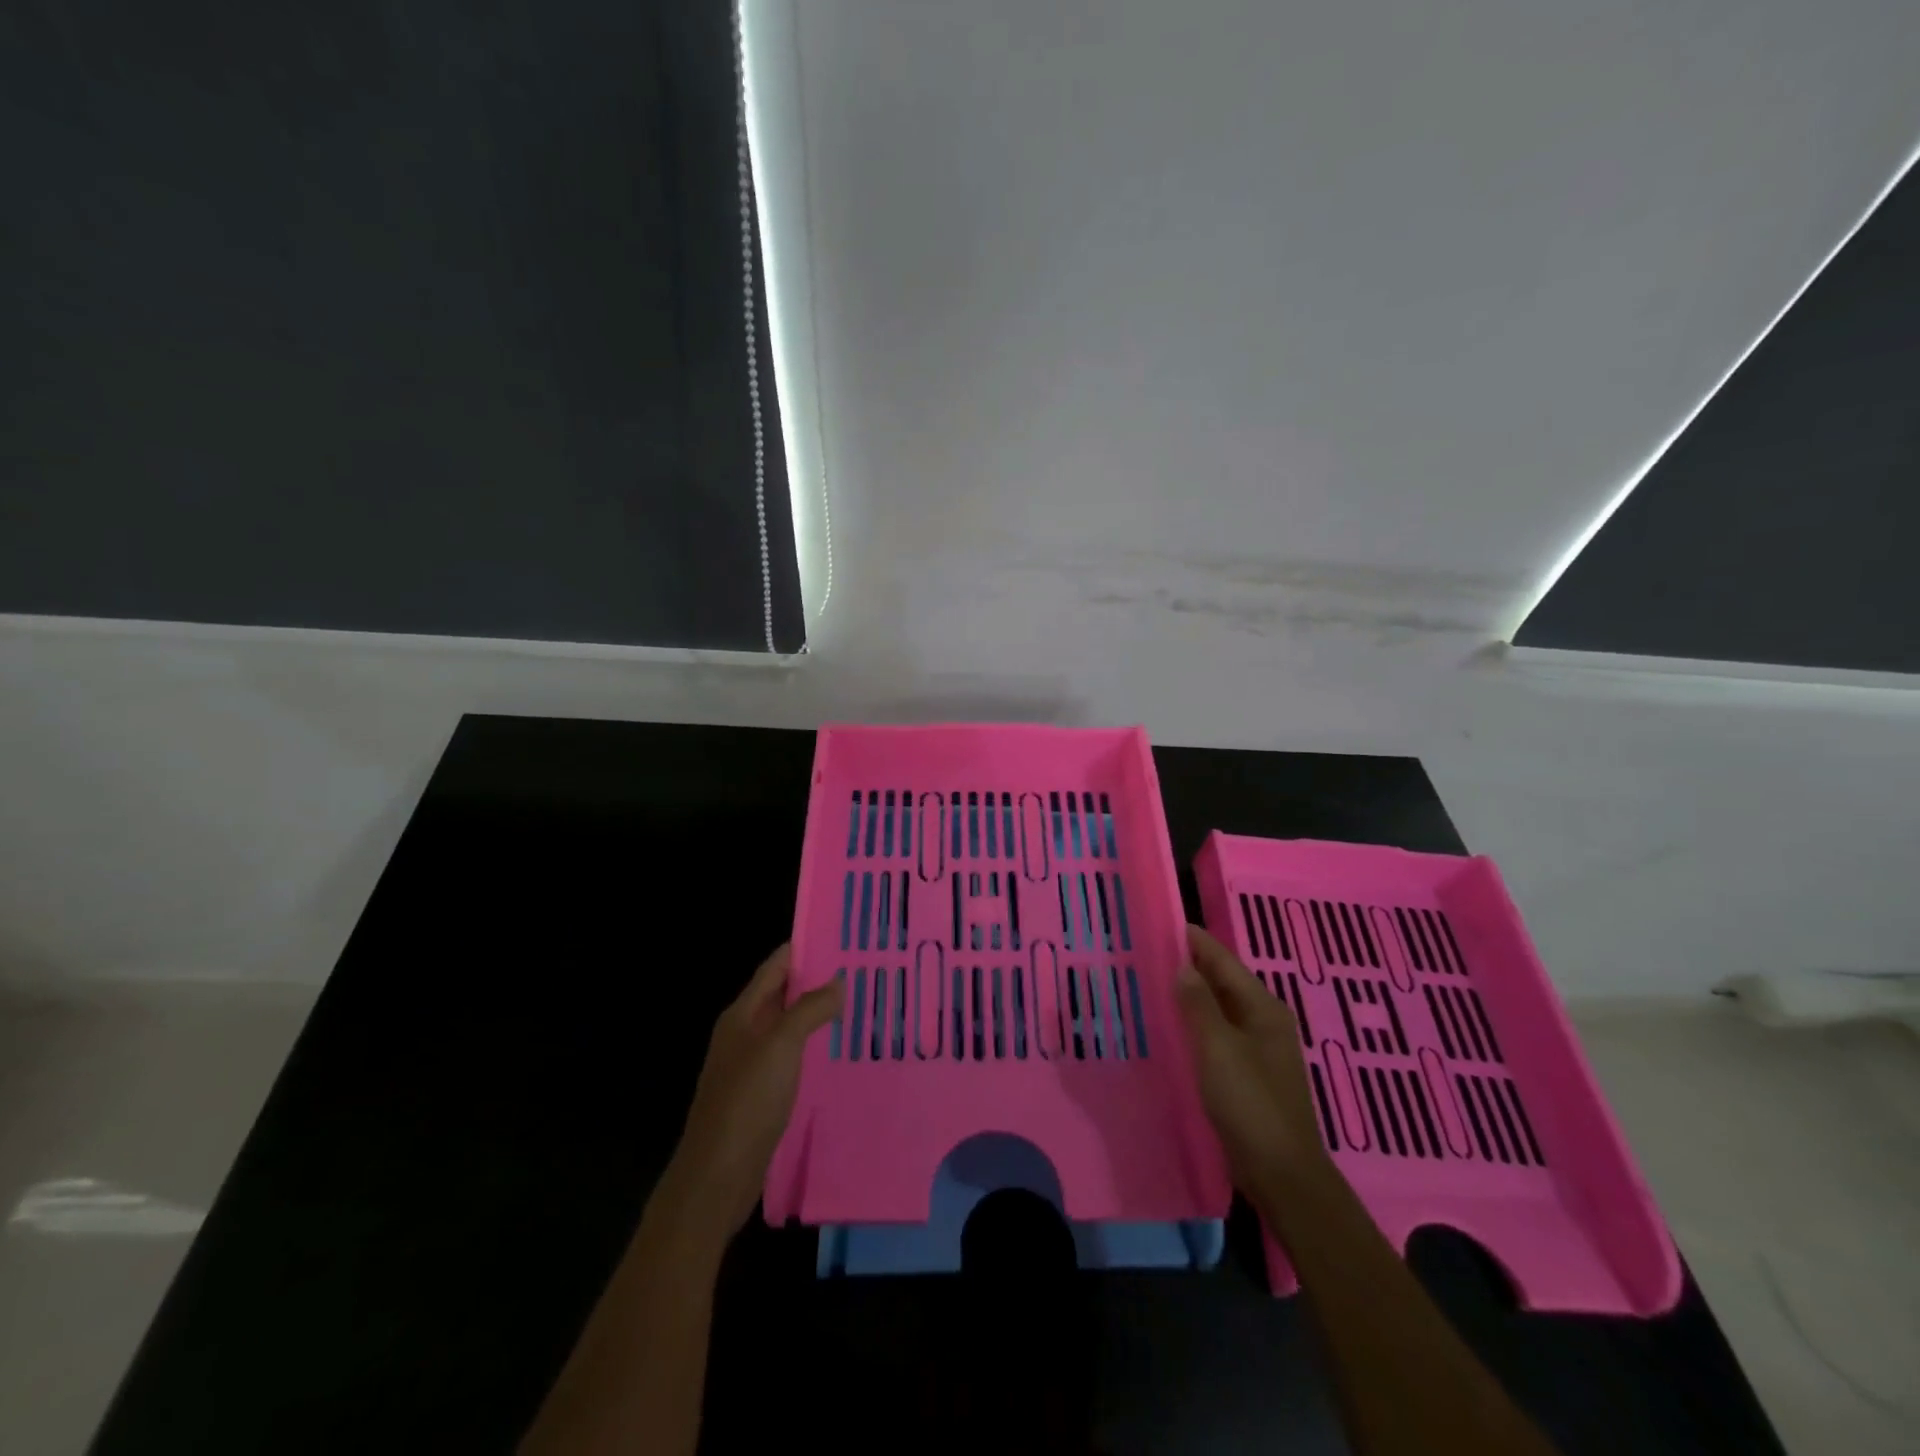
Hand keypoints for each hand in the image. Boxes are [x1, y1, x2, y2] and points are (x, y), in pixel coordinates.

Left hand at [661, 944, 842, 1234]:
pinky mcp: (760, 1096)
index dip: (802, 949)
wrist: (717, 1176)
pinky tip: (838, 1052)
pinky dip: (813, 1048)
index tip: (839, 935)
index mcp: (742, 1015)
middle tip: (860, 969)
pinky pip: (791, 1059)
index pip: (774, 968)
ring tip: (858, 1005)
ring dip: (816, 1015)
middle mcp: (743, 1034)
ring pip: (788, 1028)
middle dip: (816, 981)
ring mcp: (750, 1066)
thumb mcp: (780, 1046)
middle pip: (781, 996)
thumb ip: (809, 1009)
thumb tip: (838, 981)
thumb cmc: (746, 1101)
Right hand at [1176, 924, 1326, 1188]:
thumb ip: (1198, 1004)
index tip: (1163, 923)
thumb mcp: (1218, 1048)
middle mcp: (1264, 1021)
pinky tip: (1173, 1027)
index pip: (1224, 961)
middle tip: (1150, 951)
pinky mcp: (1248, 1074)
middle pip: (1223, 982)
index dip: (1194, 941)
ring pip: (1219, 1009)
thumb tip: (1182, 967)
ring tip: (1154, 982)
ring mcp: (1258, 1049)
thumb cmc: (1250, 1103)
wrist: (1281, 1173)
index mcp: (1263, 1008)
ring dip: (1191, 995)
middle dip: (1190, 965)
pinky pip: (1218, 1034)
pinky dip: (1196, 1023)